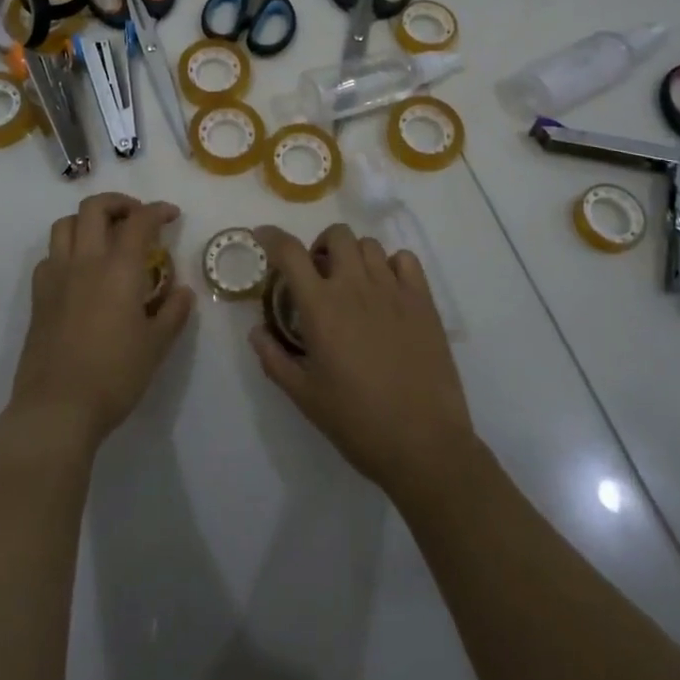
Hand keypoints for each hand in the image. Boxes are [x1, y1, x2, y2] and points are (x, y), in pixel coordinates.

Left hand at [8, 193, 194, 456]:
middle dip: (119, 203)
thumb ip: (173, 313)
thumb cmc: (114, 376)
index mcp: (119, 268)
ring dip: (87, 221)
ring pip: (64, 224)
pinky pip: (49, 256)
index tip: (171, 215)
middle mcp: (85, 261)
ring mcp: (56, 277)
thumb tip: (183, 291)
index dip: (158, 210)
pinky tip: (79, 271)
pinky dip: (66, 250)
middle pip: (94, 208)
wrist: (57, 409)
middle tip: (136, 218)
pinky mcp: (38, 297)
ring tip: (105, 237)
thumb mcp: (156, 346)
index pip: (139, 221)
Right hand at [249, 224, 475, 502]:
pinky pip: (405, 260)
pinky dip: (390, 264)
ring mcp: (393, 290)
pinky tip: (387, 290)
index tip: (263, 236)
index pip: (290, 252)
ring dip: (353, 256)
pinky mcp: (423, 301)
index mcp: (321, 307)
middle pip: (336, 235)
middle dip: (320, 246)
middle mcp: (355, 286)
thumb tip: (256, 331)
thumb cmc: (357, 422)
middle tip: (318, 276)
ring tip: (353, 284)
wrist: (424, 444)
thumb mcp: (304, 397)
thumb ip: (274, 359)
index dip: (272, 236)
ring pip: (369, 244)